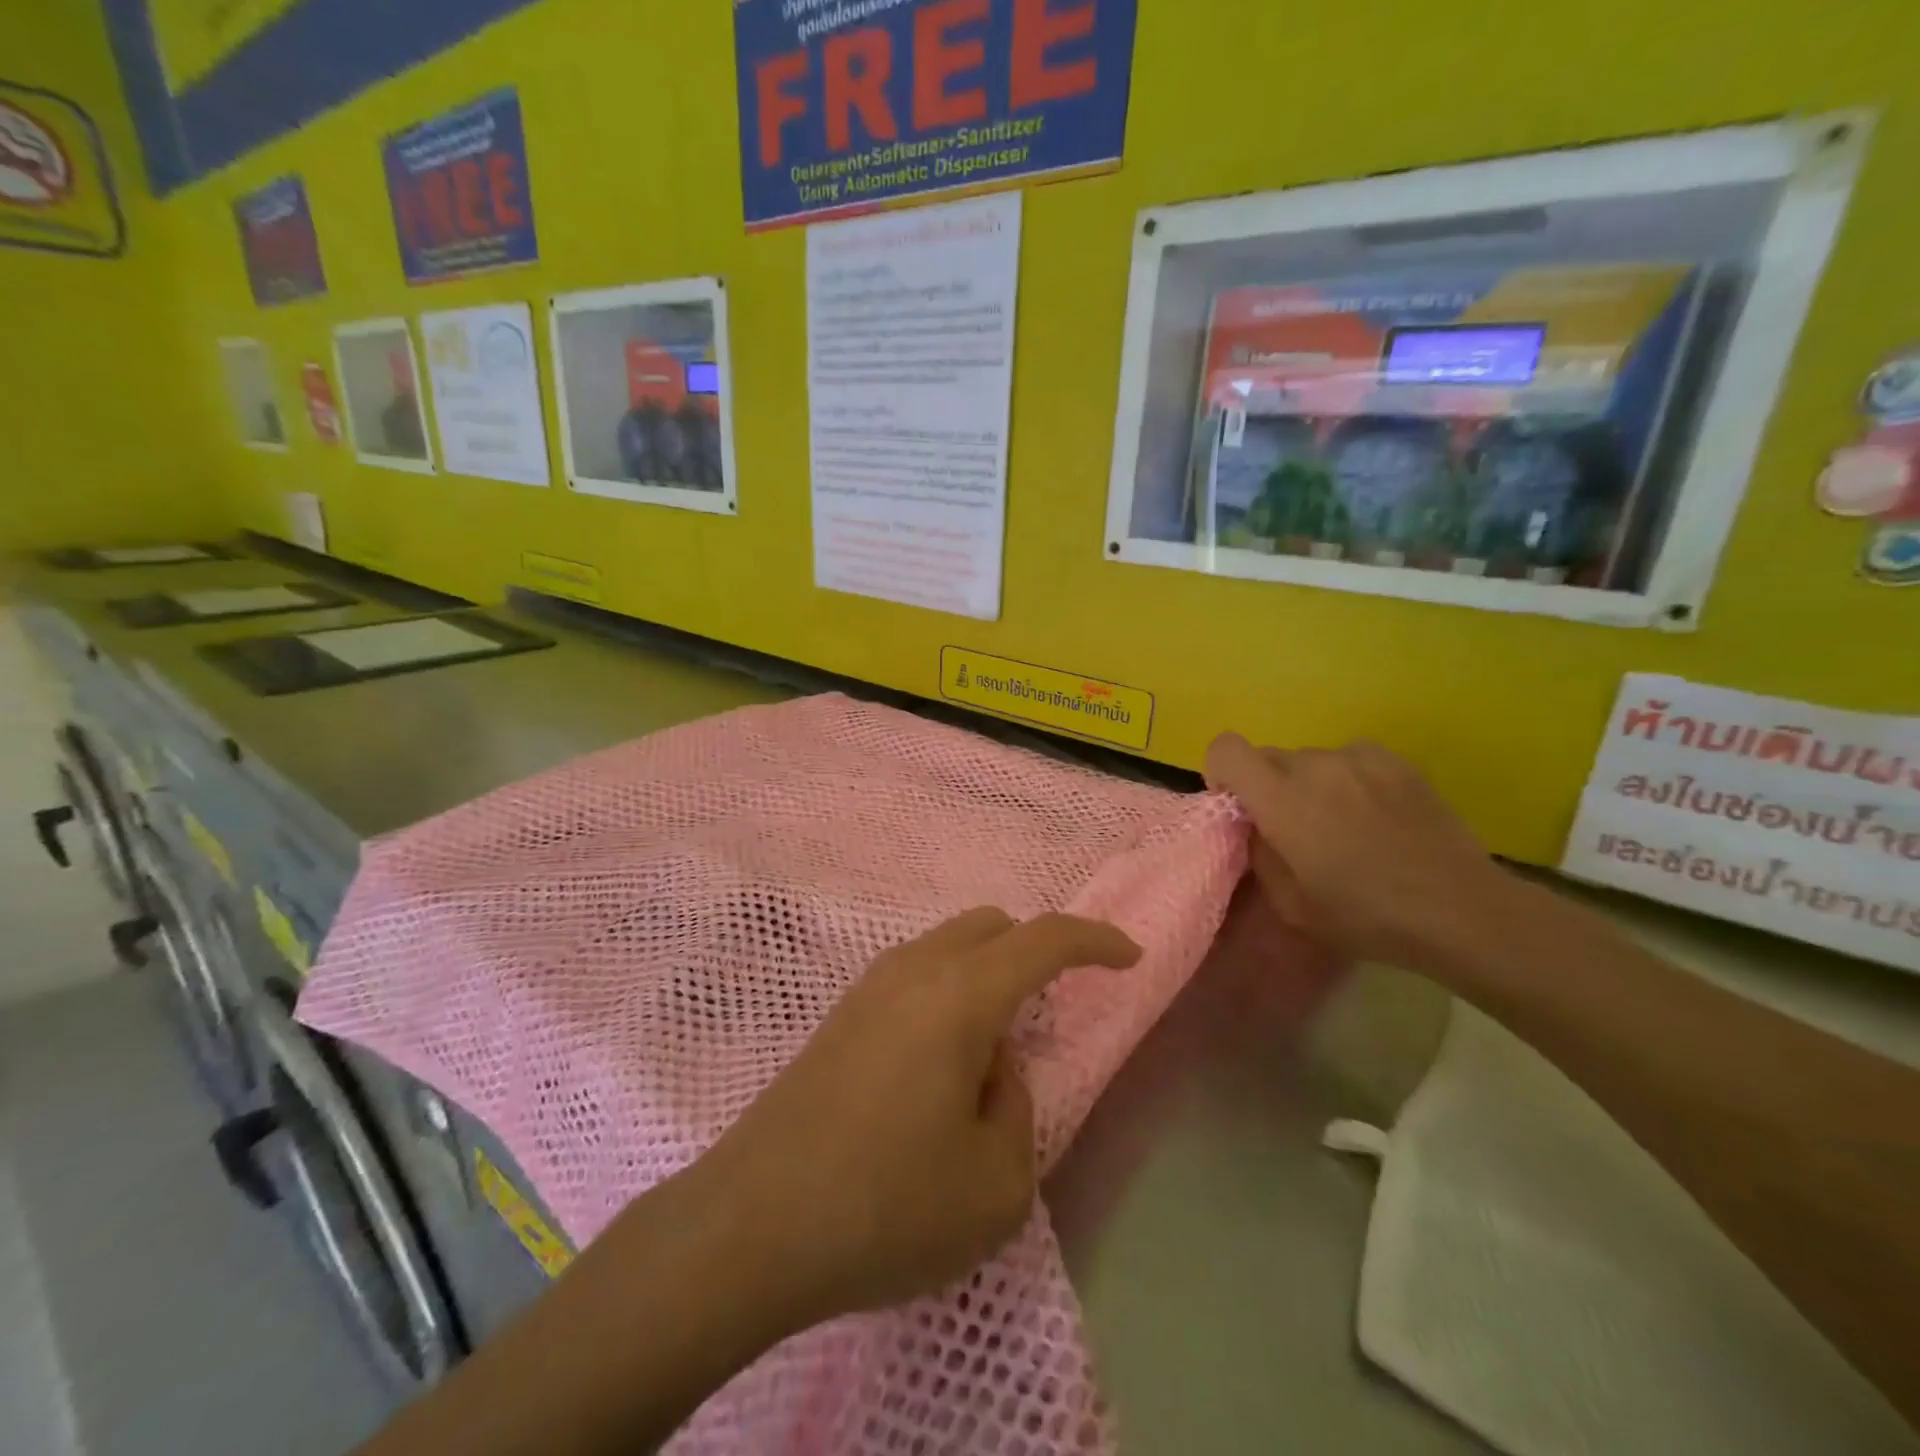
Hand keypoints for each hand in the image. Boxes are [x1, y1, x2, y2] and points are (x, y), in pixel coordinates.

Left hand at [698, 909, 1140, 1325]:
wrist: (750, 1225)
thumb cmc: (885, 1206)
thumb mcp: (995, 1183)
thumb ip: (1016, 1106)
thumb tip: (992, 1065)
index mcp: (961, 995)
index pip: (1044, 939)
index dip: (1095, 940)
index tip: (1128, 957)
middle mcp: (914, 970)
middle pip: (991, 926)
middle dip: (1035, 952)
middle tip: (1051, 1011)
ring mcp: (868, 987)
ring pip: (948, 946)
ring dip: (987, 974)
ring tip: (993, 1050)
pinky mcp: (839, 1015)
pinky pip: (915, 975)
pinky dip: (948, 993)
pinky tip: (939, 1062)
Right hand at [1205, 732, 1513, 981]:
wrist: (1459, 910)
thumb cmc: (1365, 916)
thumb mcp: (1290, 904)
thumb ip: (1260, 854)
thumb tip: (1257, 827)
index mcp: (1281, 799)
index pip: (1226, 749)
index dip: (1221, 773)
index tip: (1240, 808)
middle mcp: (1315, 765)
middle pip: (1267, 756)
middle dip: (1267, 786)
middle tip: (1293, 828)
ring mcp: (1359, 758)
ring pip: (1310, 759)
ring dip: (1309, 783)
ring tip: (1342, 824)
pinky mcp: (1396, 761)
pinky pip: (1350, 759)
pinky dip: (1348, 779)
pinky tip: (1374, 814)